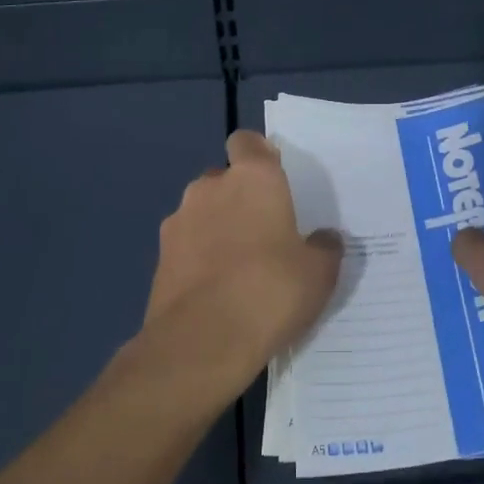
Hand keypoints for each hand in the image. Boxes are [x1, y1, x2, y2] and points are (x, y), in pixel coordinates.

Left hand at [137, 130, 343, 404]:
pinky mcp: (159, 258)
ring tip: (239, 269)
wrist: (202, 342)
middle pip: (224, 180)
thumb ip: (324, 248)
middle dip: (240, 199)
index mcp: (253, 178)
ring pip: (202, 213)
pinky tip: (217, 293)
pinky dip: (199, 259)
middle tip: (265, 235)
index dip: (259, 156)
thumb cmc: (271, 290)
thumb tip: (323, 239)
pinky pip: (186, 247)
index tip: (274, 181)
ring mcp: (178, 222)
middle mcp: (210, 188)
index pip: (247, 142)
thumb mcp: (319, 273)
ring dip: (217, 230)